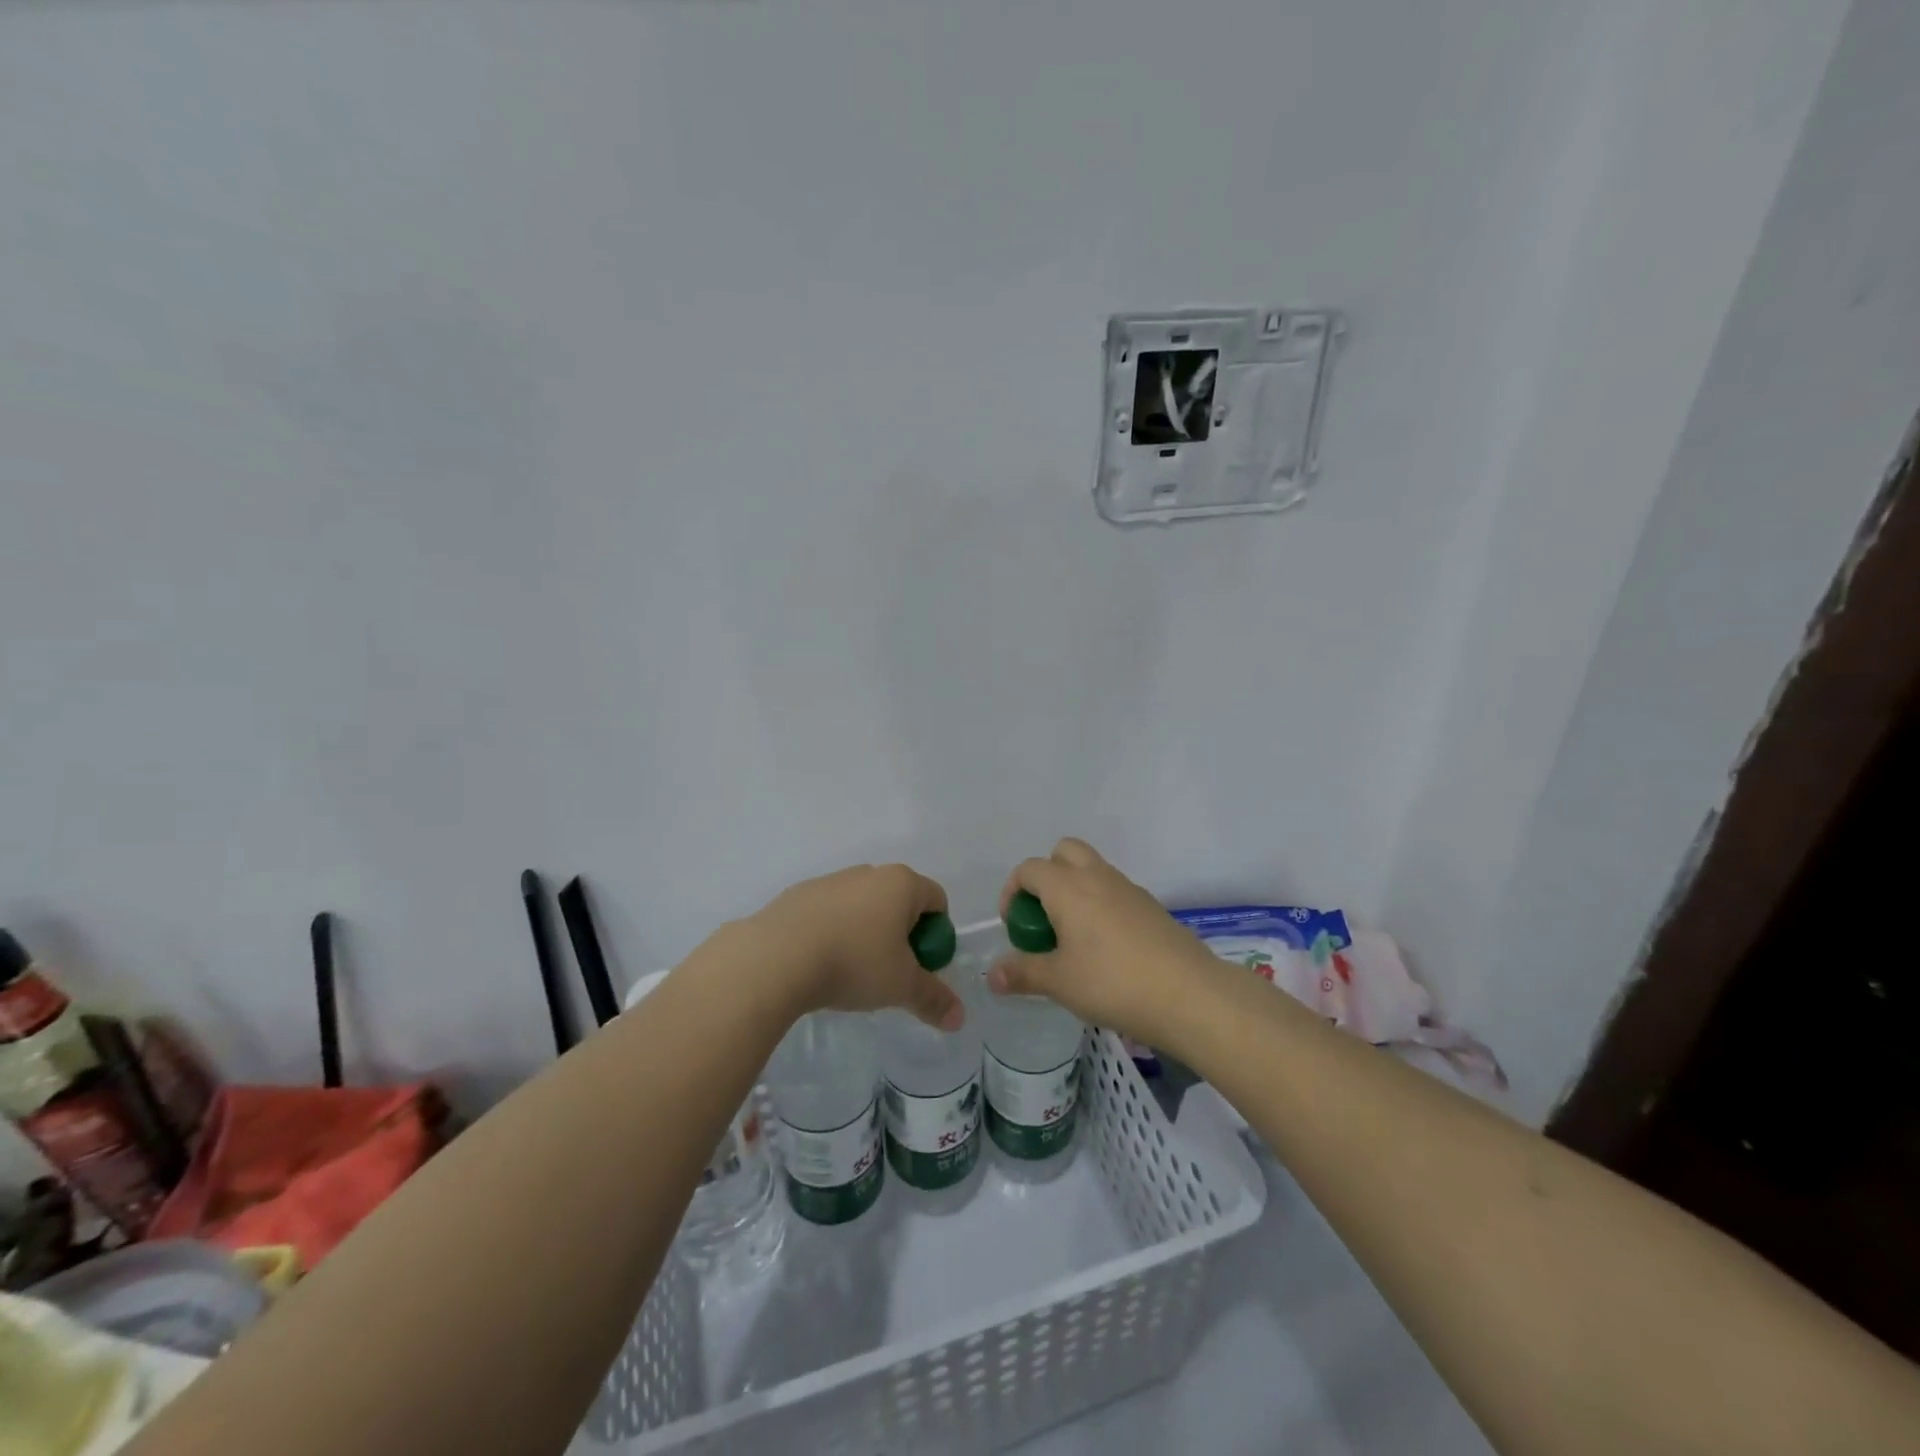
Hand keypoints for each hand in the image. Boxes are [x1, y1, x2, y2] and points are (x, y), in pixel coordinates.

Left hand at [747, 864, 962, 1029]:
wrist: (776, 957)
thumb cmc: (854, 963)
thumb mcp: (901, 987)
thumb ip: (933, 999)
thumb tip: (959, 1019)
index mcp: (901, 883)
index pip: (936, 900)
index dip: (937, 935)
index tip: (923, 966)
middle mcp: (868, 873)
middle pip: (899, 901)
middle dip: (901, 934)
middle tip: (891, 972)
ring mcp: (830, 880)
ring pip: (862, 906)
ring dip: (865, 933)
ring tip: (851, 972)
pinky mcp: (798, 894)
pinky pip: (829, 913)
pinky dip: (833, 933)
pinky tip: (819, 964)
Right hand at [987, 838, 1219, 1047]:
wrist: (1189, 994)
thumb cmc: (1112, 982)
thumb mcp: (1059, 983)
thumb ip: (1022, 974)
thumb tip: (992, 976)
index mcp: (1068, 887)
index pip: (1029, 869)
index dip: (1012, 891)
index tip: (1014, 925)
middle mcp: (1097, 877)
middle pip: (1064, 851)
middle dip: (1047, 875)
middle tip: (1045, 917)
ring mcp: (1128, 888)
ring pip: (1093, 869)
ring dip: (1076, 888)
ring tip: (1073, 935)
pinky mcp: (1151, 906)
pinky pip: (1115, 891)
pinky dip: (1101, 904)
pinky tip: (1106, 947)